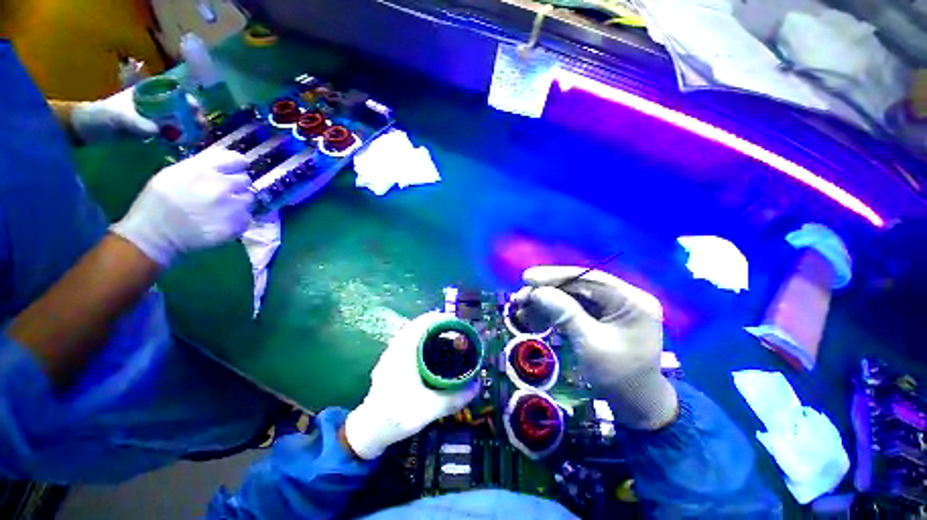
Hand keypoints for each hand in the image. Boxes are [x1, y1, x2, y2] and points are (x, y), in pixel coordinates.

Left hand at [70, 87, 199, 142]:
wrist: (89, 129)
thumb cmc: (103, 117)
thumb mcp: (119, 118)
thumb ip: (137, 124)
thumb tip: (157, 132)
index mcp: (150, 92)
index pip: (177, 92)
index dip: (190, 101)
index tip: (196, 112)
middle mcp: (157, 102)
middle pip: (184, 107)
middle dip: (195, 117)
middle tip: (202, 128)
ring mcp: (156, 117)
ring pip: (182, 120)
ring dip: (192, 128)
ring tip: (200, 138)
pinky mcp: (155, 130)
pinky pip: (175, 132)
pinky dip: (184, 137)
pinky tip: (189, 143)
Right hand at [110, 149, 253, 266]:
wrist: (154, 235)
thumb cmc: (159, 201)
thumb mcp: (175, 172)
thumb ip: (203, 165)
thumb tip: (228, 162)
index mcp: (203, 169)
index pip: (238, 160)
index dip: (237, 166)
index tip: (233, 172)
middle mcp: (221, 186)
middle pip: (245, 180)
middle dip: (236, 185)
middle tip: (223, 193)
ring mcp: (231, 207)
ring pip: (249, 199)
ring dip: (239, 202)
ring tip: (222, 208)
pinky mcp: (236, 225)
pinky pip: (247, 217)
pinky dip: (238, 219)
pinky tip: (222, 221)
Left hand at [344, 312, 478, 459]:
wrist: (369, 428)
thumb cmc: (397, 415)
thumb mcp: (430, 408)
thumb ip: (455, 398)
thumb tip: (477, 386)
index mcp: (405, 350)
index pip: (424, 322)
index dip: (442, 318)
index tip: (459, 323)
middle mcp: (397, 346)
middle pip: (420, 324)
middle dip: (440, 324)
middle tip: (458, 332)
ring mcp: (391, 352)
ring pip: (413, 331)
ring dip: (430, 331)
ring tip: (448, 338)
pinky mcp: (390, 359)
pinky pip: (409, 340)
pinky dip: (422, 339)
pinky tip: (431, 351)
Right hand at [516, 266, 677, 429]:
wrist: (635, 406)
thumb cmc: (618, 378)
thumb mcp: (590, 344)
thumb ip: (564, 313)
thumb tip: (537, 292)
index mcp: (632, 301)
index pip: (589, 278)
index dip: (555, 276)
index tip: (527, 279)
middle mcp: (624, 298)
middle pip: (579, 286)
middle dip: (547, 291)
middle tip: (520, 297)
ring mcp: (613, 307)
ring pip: (572, 296)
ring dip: (546, 301)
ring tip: (521, 308)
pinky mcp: (601, 316)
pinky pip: (574, 307)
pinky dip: (552, 311)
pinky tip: (533, 316)